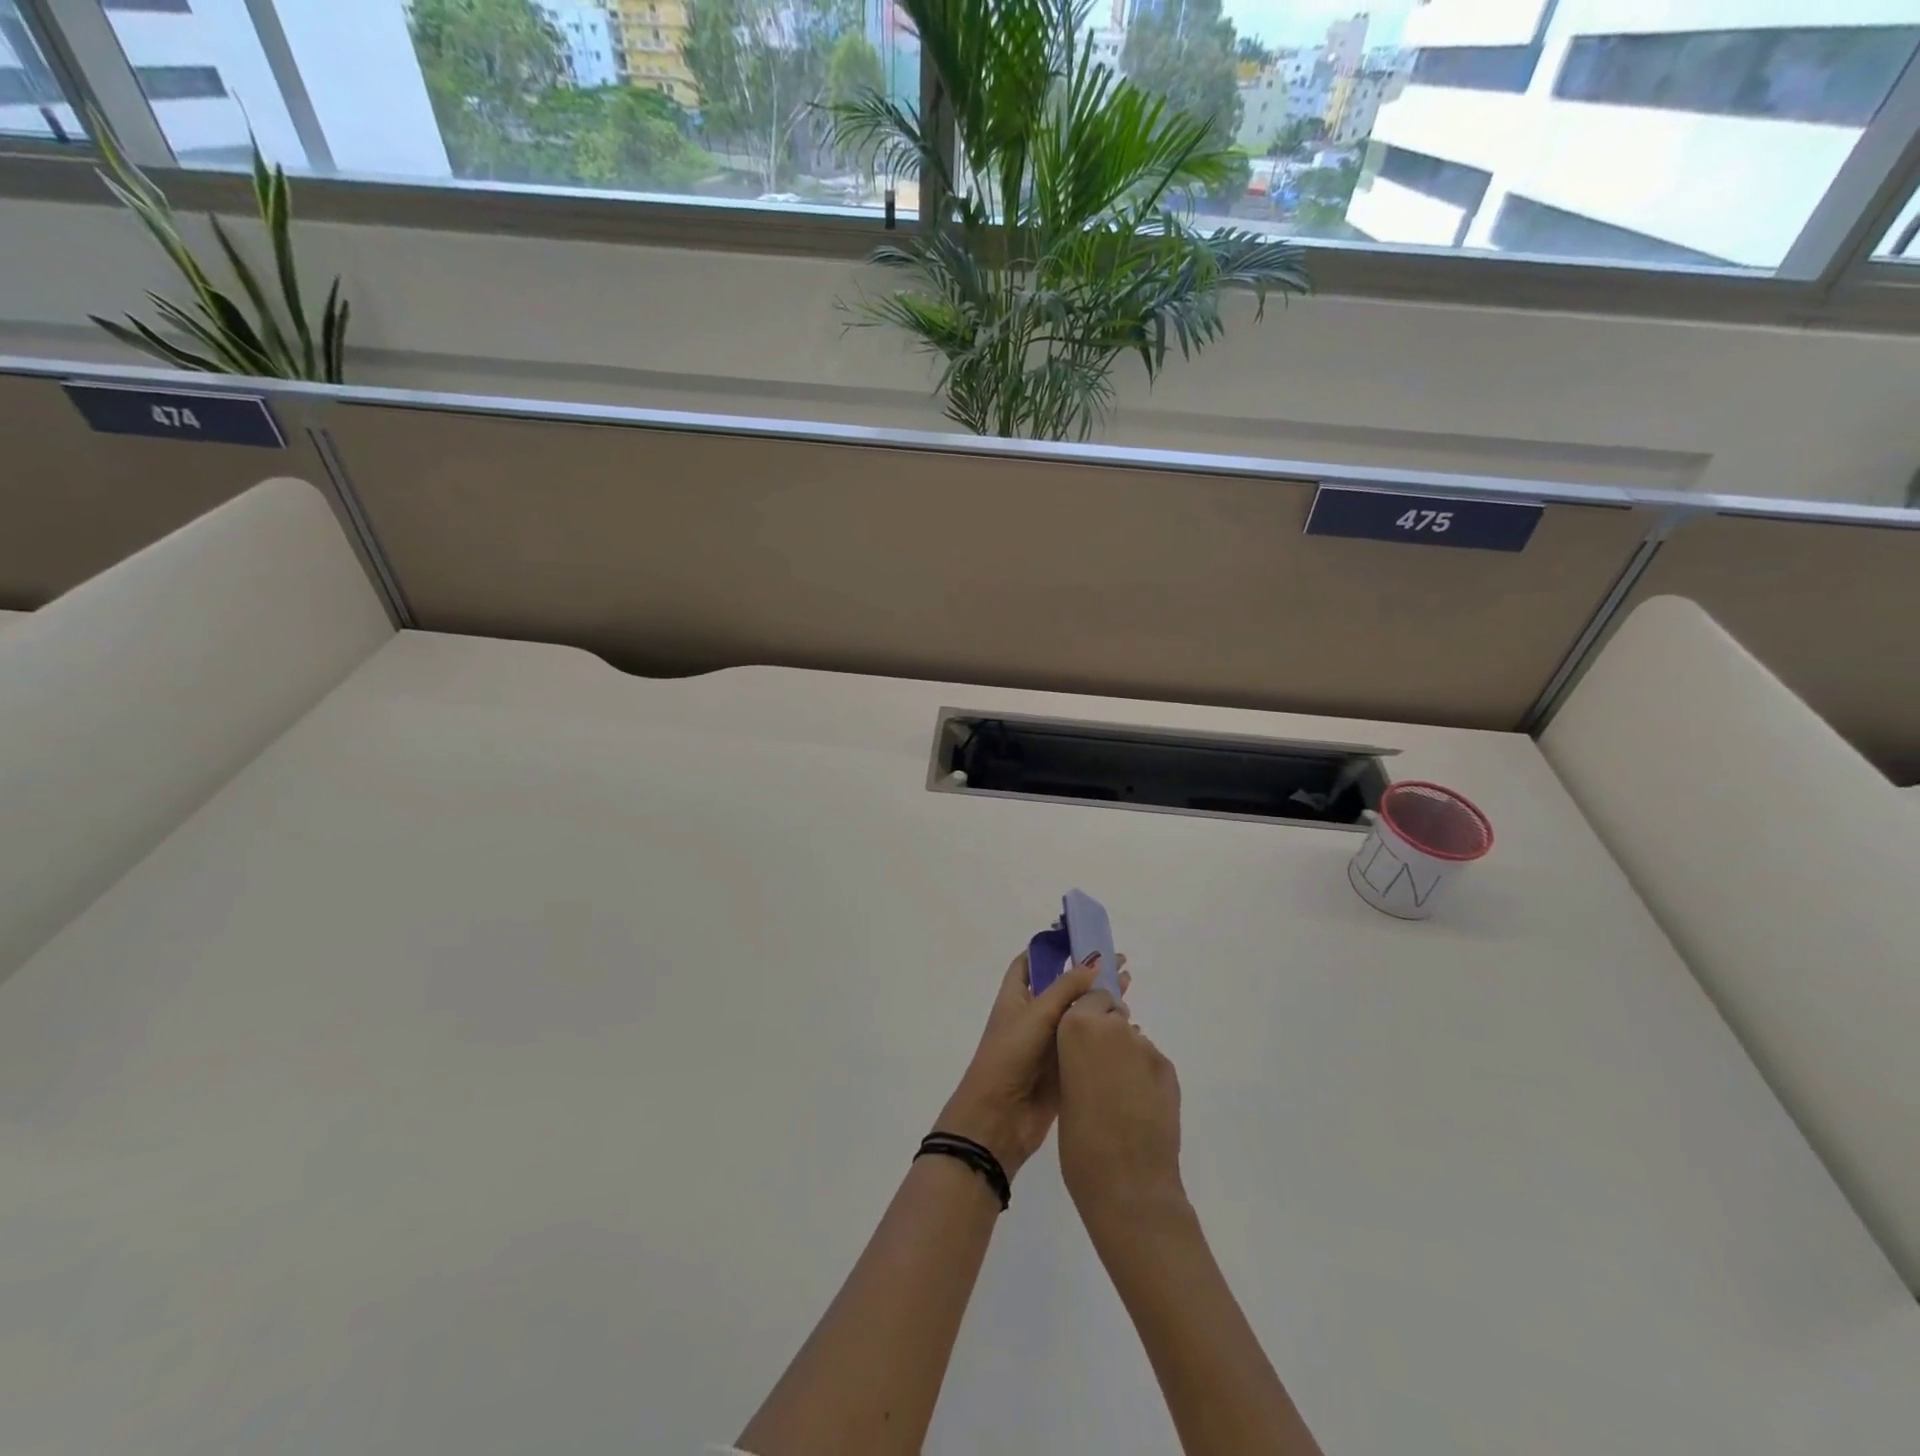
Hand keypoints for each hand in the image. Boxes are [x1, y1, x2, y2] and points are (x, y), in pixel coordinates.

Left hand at [934, 952, 1125, 1178]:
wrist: (999, 1118)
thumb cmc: (1010, 1056)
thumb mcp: (1036, 1014)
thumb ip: (1067, 988)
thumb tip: (1095, 962)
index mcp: (1016, 996)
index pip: (1031, 961)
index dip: (1053, 947)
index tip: (1081, 936)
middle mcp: (1032, 1015)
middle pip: (1063, 986)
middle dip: (1088, 974)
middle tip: (1121, 963)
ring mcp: (1048, 1042)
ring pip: (1078, 1015)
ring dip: (1100, 1002)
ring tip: (1130, 989)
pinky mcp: (1064, 1067)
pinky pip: (1085, 1044)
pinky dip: (1103, 1033)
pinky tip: (1128, 1026)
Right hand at [1057, 987, 1184, 1230]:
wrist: (1129, 1185)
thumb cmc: (1079, 1143)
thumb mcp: (1063, 1090)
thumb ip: (1075, 1059)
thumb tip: (1087, 1056)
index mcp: (1077, 1028)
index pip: (1086, 999)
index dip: (1084, 1017)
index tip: (1080, 1040)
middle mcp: (1114, 1028)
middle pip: (1111, 1014)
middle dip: (1106, 1032)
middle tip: (1098, 1069)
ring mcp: (1145, 1048)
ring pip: (1132, 1040)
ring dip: (1125, 1056)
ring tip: (1119, 1095)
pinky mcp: (1168, 1069)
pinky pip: (1150, 1062)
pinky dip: (1144, 1077)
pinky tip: (1139, 1107)